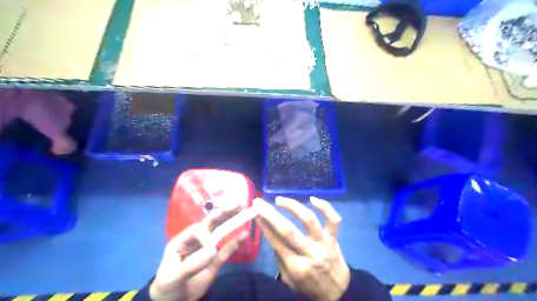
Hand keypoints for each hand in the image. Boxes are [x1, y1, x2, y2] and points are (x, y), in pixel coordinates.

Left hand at [149, 209, 244, 300]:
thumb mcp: (173, 278)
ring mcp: (207, 250)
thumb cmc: (166, 288)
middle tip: (237, 204)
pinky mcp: (215, 260)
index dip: (206, 235)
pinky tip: (245, 235)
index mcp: (182, 240)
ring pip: (220, 233)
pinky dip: (236, 242)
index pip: (197, 230)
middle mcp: (196, 241)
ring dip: (231, 223)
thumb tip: (212, 249)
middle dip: (223, 213)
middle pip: (211, 225)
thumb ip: (191, 264)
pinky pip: (226, 250)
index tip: (211, 249)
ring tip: (242, 212)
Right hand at [254, 198, 350, 300]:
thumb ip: (280, 257)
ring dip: (293, 206)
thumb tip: (270, 232)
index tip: (256, 212)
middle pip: (288, 231)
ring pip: (309, 220)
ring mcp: (324, 244)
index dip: (264, 225)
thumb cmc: (309, 286)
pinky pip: (333, 220)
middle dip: (271, 214)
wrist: (339, 293)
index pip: (276, 242)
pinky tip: (312, 198)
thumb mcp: (289, 279)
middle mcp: (310, 253)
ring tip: (279, 200)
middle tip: (260, 203)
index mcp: (296, 267)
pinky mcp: (334, 238)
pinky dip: (325, 207)